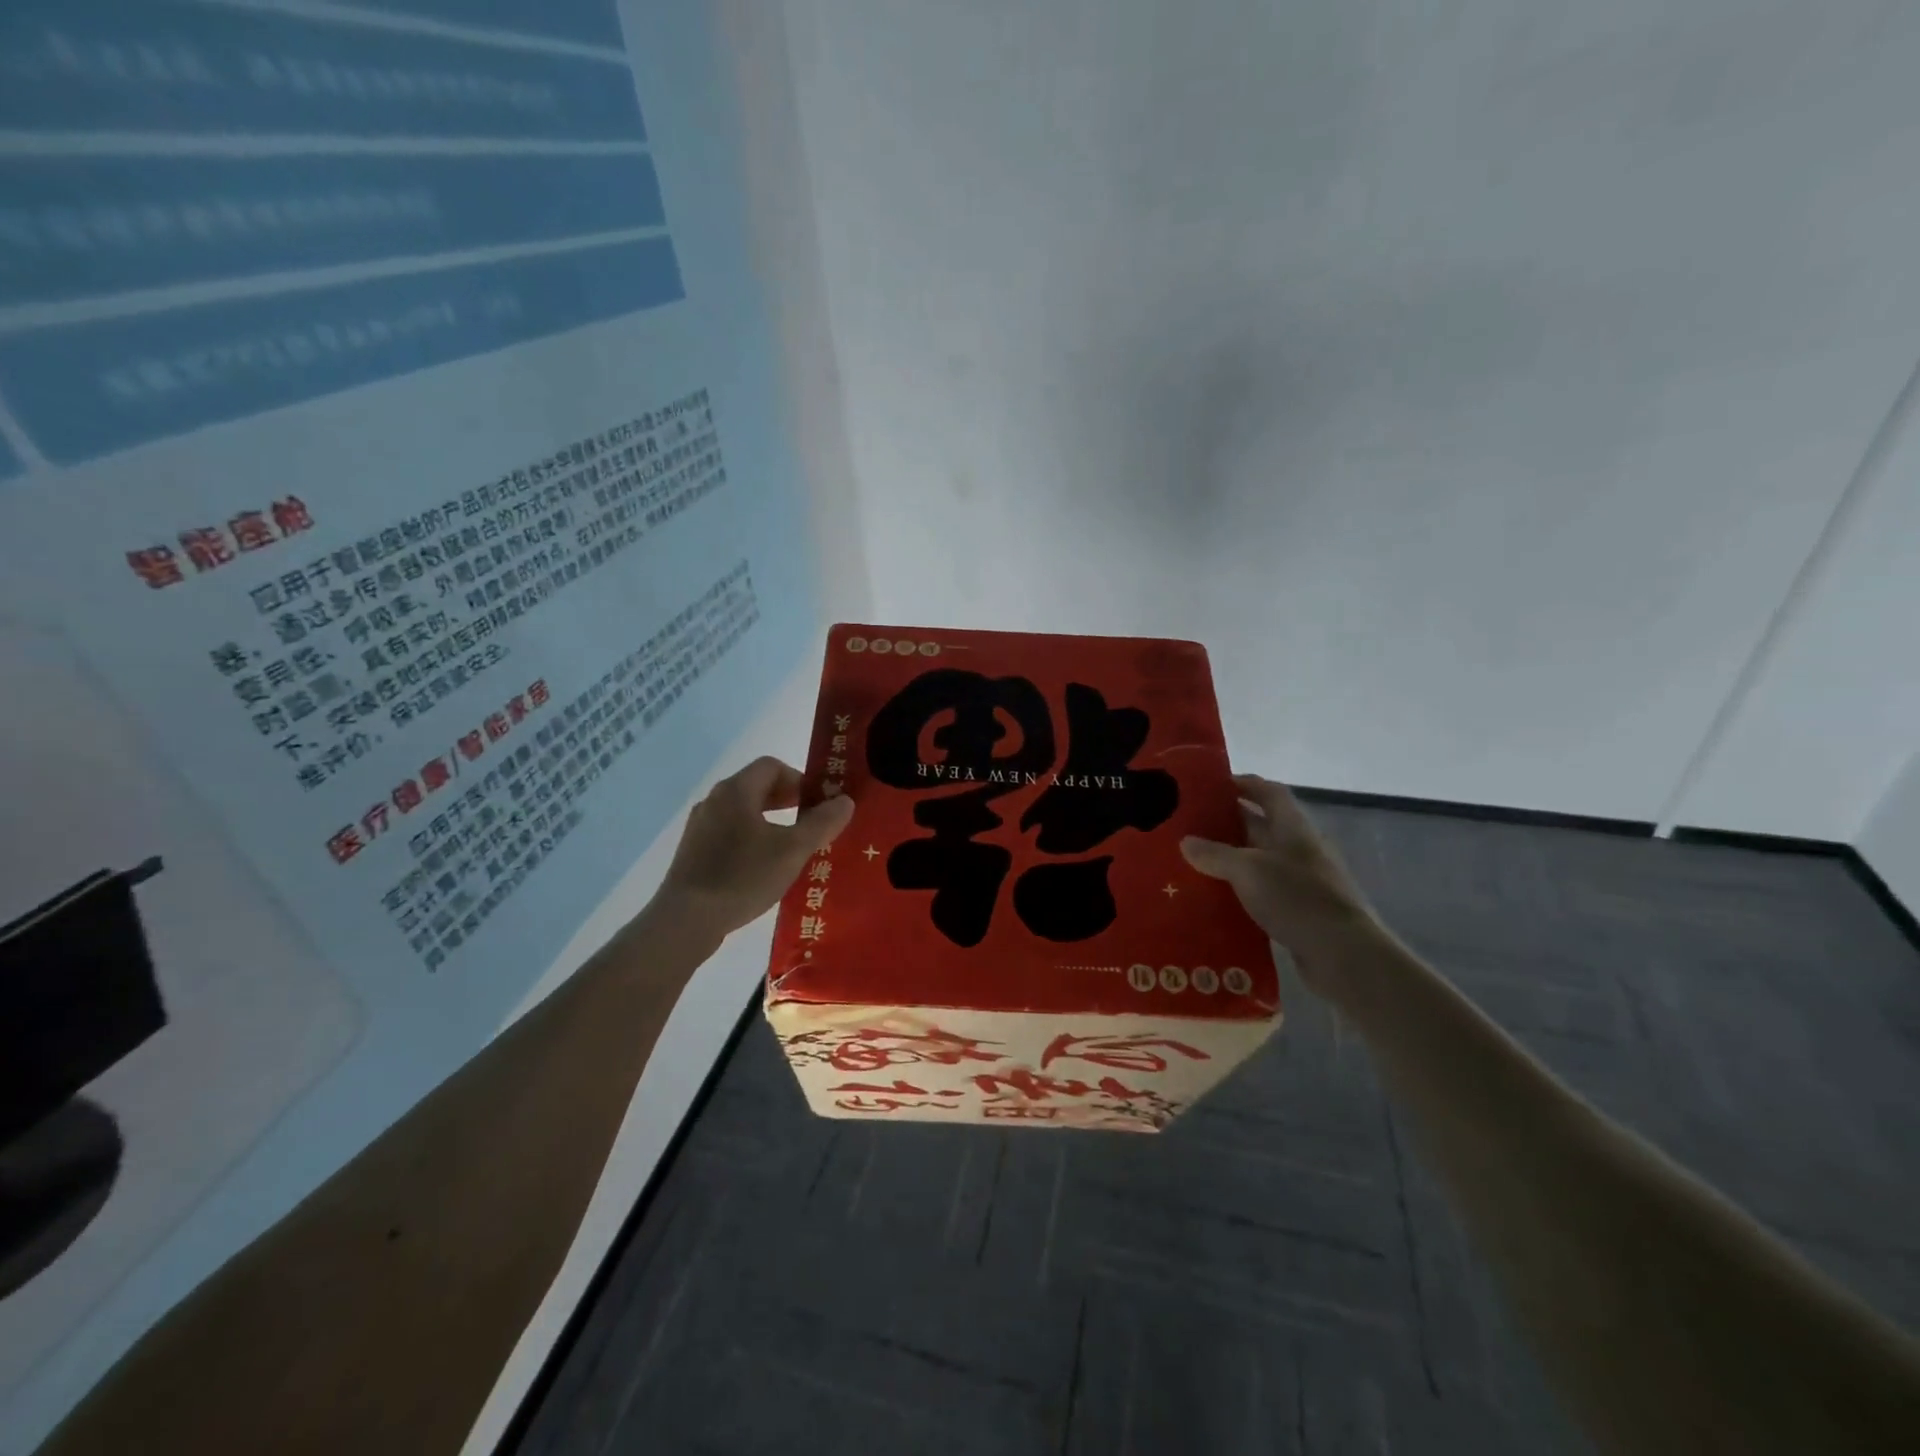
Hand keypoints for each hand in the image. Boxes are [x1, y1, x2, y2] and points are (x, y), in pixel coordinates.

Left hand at [658, 756, 854, 937]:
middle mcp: (715, 800)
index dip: (799, 779)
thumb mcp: (793, 850)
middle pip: (756, 786)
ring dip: (770, 820)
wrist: (686, 919)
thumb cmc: (743, 876)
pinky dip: (751, 838)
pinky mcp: (693, 851)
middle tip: (811, 822)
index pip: (772, 766)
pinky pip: (729, 832)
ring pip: (742, 811)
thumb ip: (822, 823)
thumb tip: (845, 801)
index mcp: (737, 790)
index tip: (818, 803)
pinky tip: (762, 867)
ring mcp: (700, 826)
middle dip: (787, 799)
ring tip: (791, 846)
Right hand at [1181, 774, 1381, 995]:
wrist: (1342, 954)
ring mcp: (1301, 880)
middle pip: (1261, 825)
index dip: (1243, 784)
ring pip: (1259, 860)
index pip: (1268, 792)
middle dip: (1227, 822)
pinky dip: (1239, 890)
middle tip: (1189, 825)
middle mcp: (1298, 848)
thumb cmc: (1297, 898)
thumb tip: (1186, 841)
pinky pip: (1262, 891)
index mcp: (1292, 827)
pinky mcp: (1298, 910)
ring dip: (1230, 859)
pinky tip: (1213, 897)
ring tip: (1192, 861)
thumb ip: (1215, 854)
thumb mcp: (1248, 870)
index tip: (1211, 785)